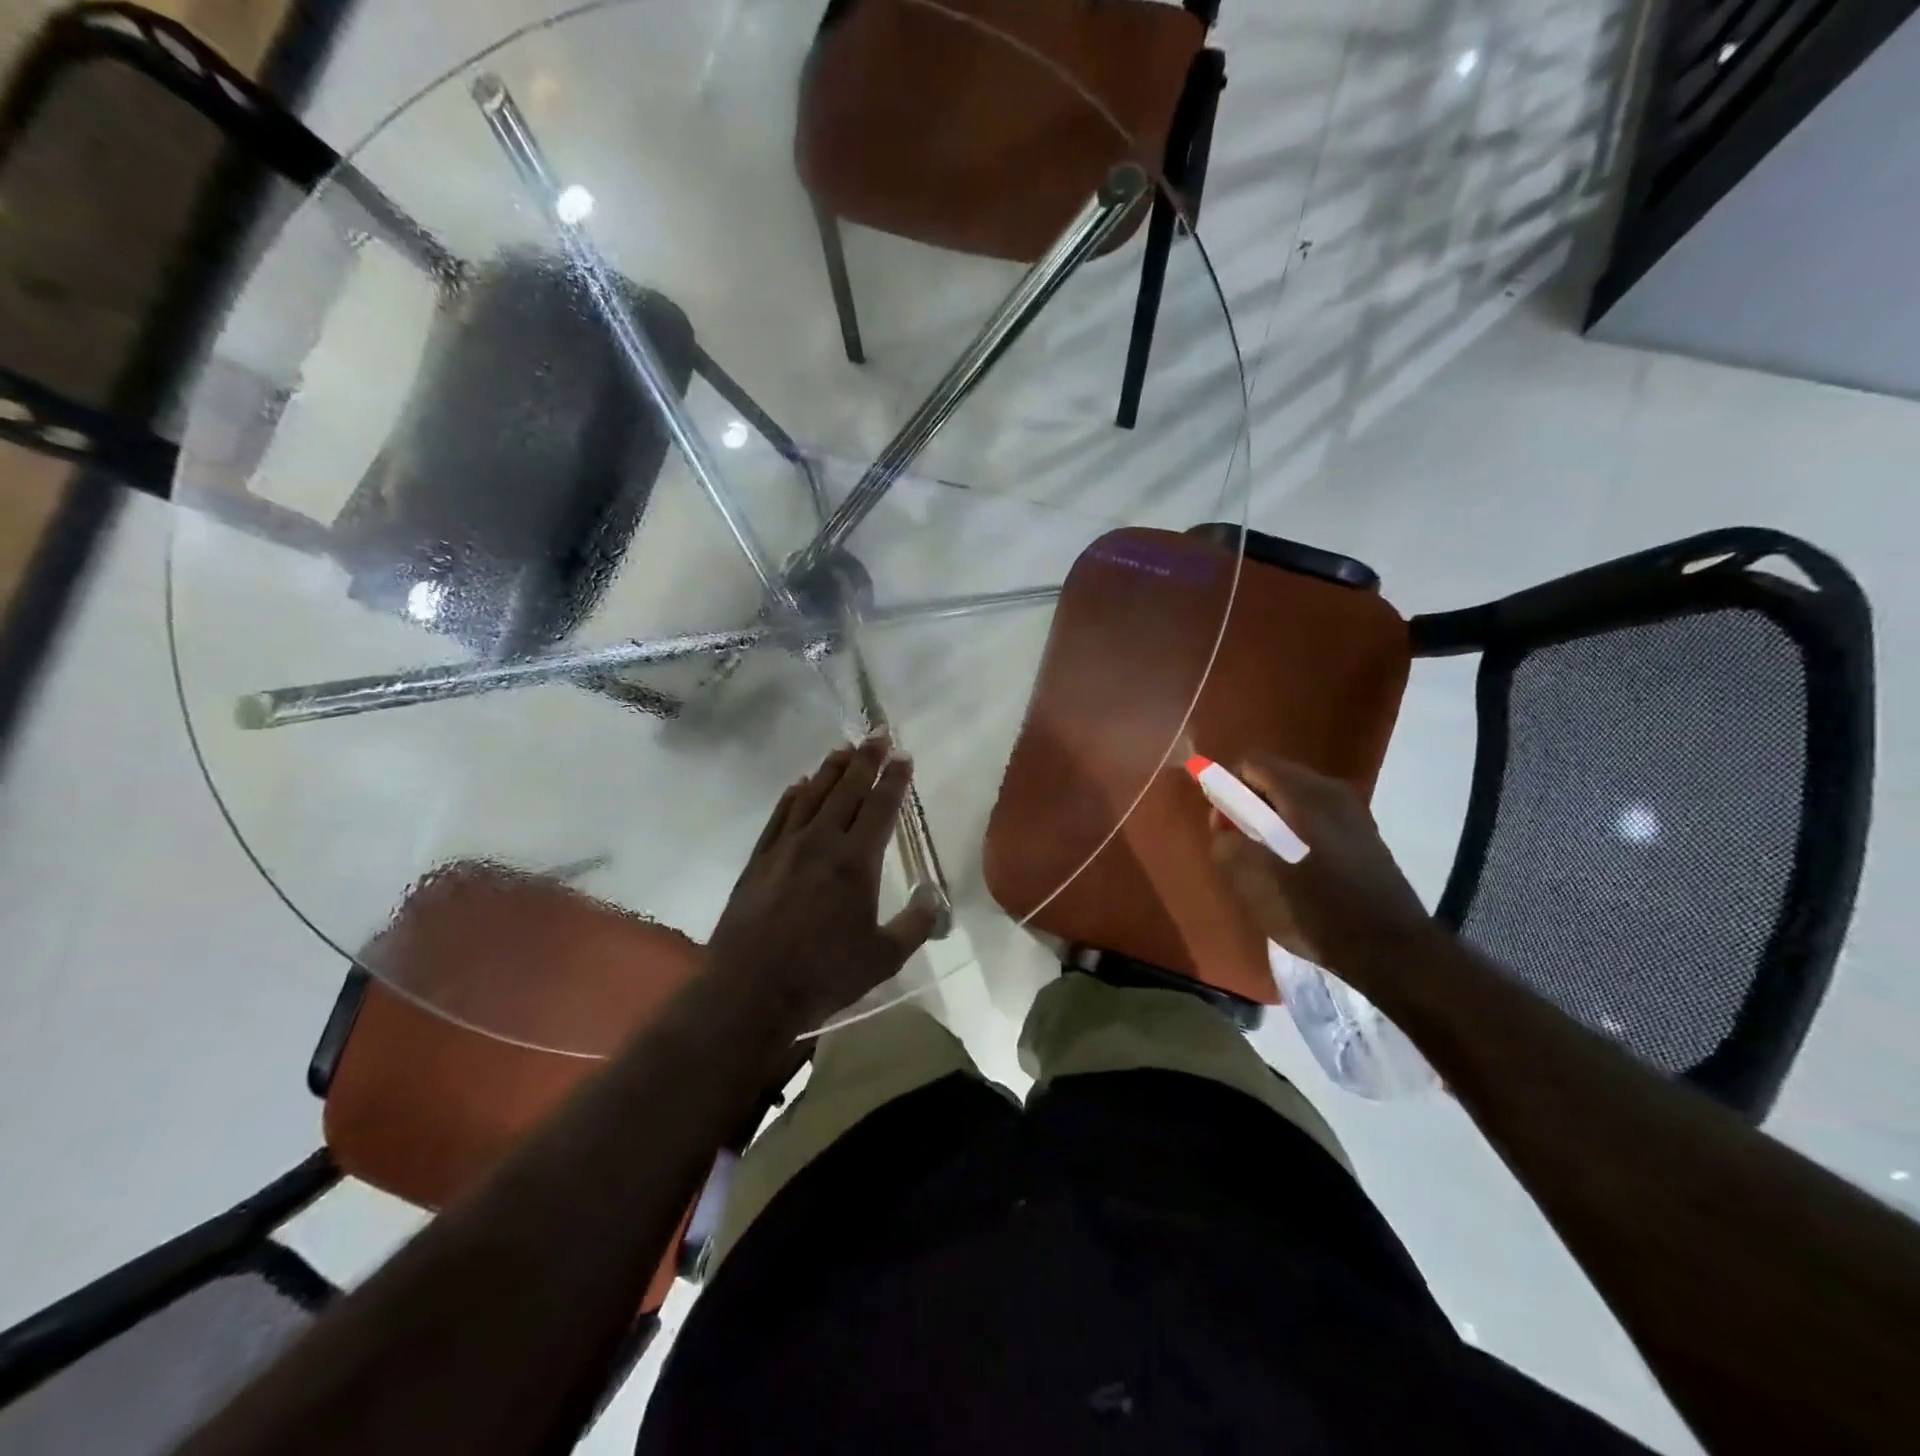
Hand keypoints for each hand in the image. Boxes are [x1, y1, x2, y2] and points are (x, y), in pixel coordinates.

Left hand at [706, 737, 939, 1029]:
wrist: (749, 989)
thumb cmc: (823, 975)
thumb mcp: (883, 958)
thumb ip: (914, 925)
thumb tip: (934, 899)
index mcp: (856, 862)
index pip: (880, 808)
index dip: (894, 780)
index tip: (903, 757)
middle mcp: (821, 842)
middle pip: (847, 790)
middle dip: (865, 760)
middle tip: (877, 734)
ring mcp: (786, 847)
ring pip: (812, 796)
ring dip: (830, 770)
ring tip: (843, 749)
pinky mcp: (759, 859)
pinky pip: (779, 816)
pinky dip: (791, 796)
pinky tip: (798, 784)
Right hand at [1209, 756, 1432, 980]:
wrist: (1392, 952)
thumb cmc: (1318, 912)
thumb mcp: (1256, 884)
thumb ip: (1228, 846)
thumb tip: (1223, 828)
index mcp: (1304, 795)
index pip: (1252, 764)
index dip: (1227, 787)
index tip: (1221, 823)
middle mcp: (1332, 792)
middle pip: (1275, 778)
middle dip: (1248, 803)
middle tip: (1237, 842)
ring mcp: (1353, 812)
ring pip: (1296, 799)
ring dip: (1272, 819)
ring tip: (1264, 858)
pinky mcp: (1363, 835)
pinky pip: (1316, 816)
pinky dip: (1296, 829)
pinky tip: (1295, 867)